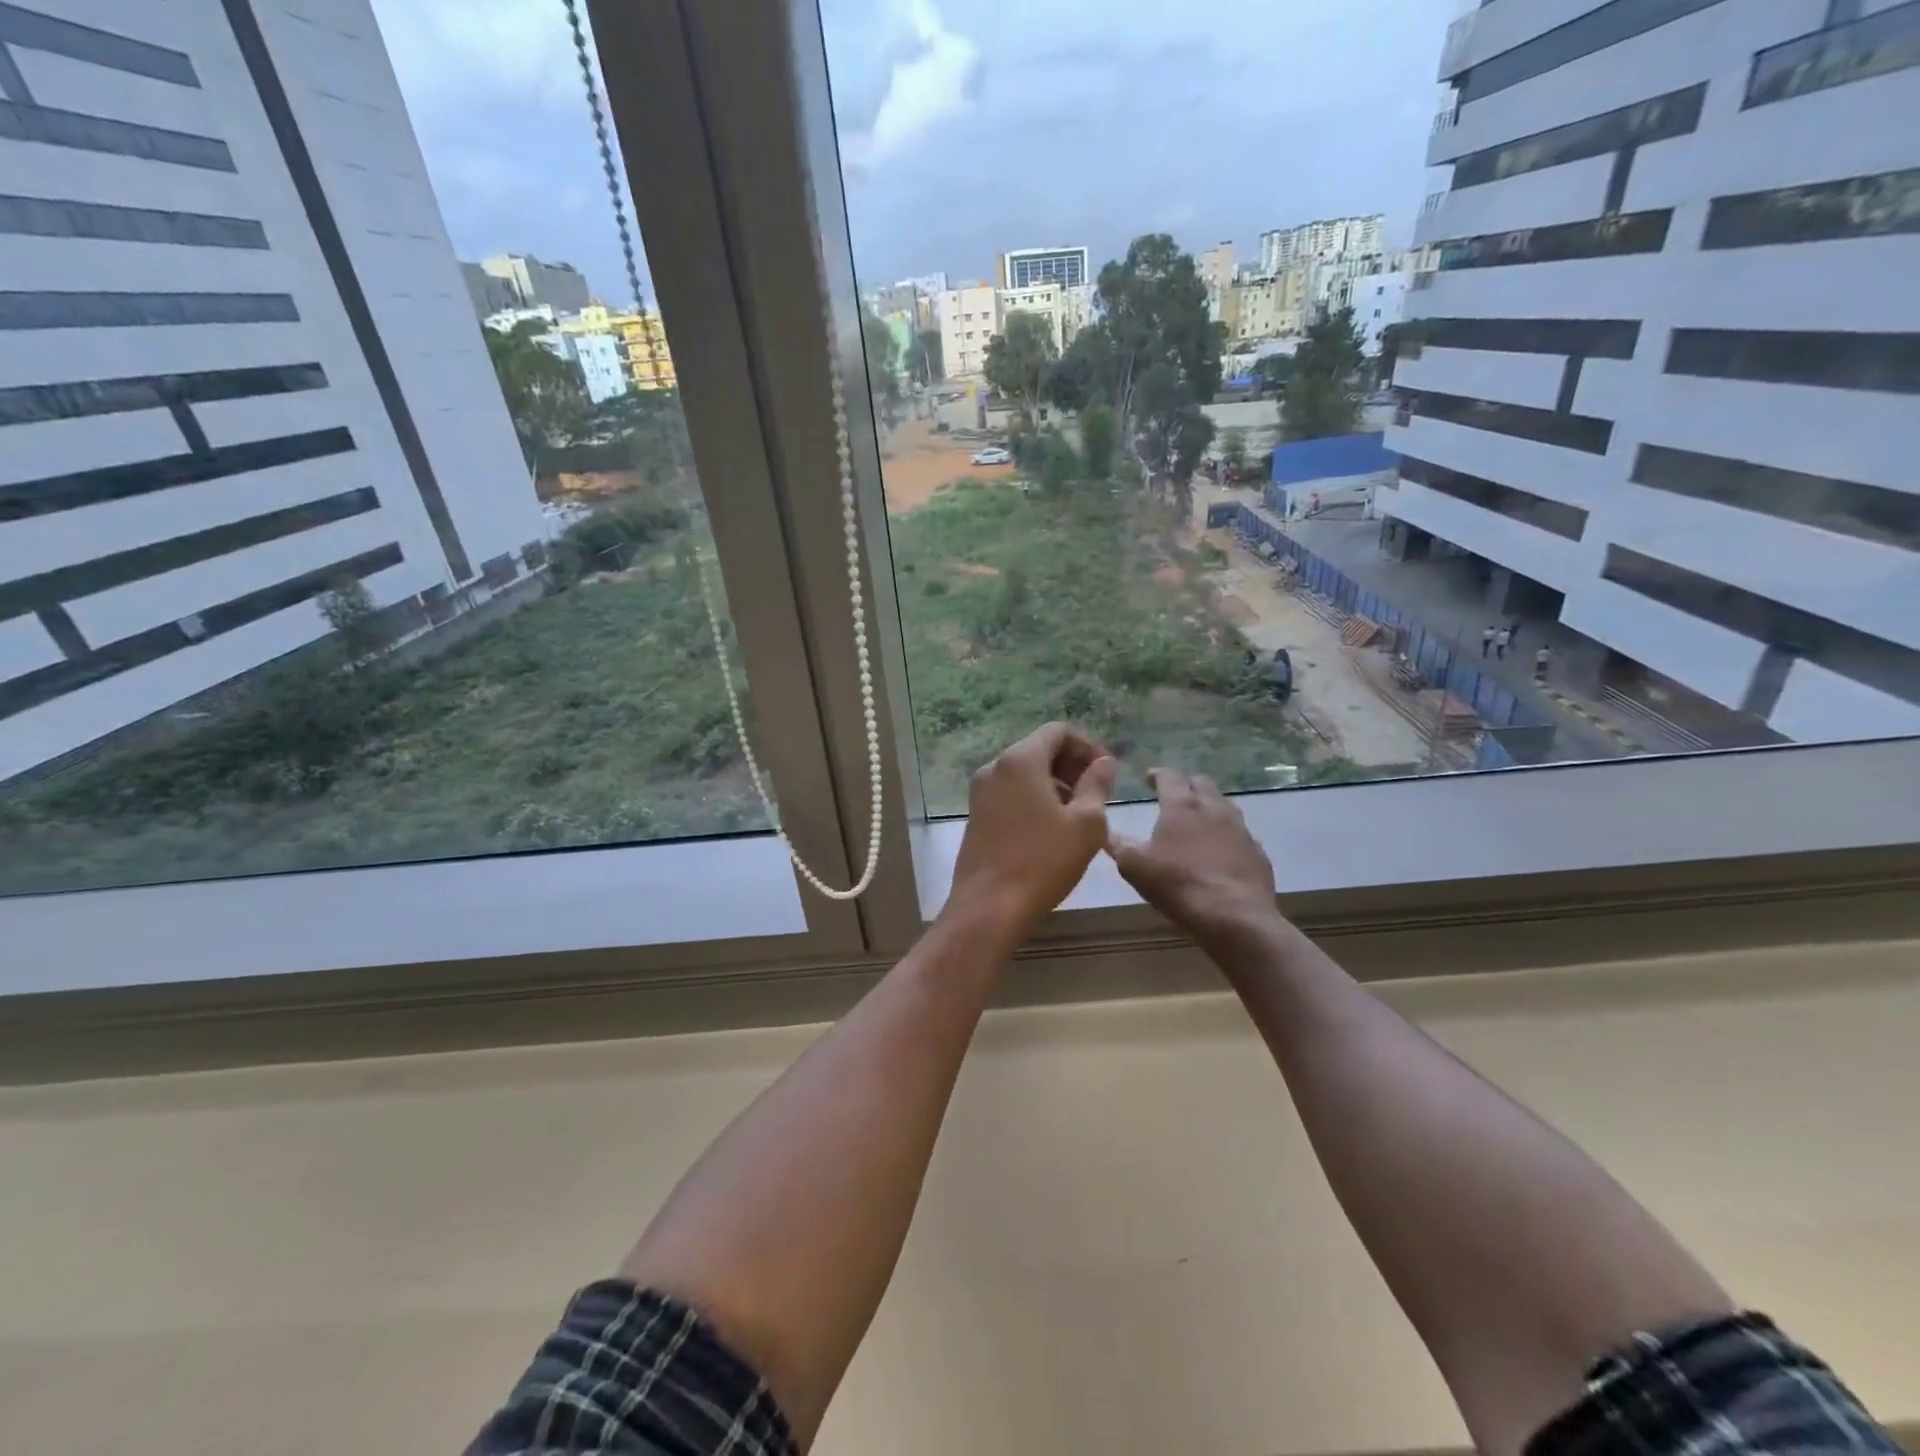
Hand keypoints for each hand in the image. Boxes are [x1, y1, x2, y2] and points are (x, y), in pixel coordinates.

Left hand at [948, 723, 1116, 933]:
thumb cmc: (1043, 861)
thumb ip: (1097, 785)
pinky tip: (1050, 828)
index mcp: (1020, 760)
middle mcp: (994, 766)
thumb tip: (1104, 762)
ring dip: (1054, 783)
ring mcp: (980, 791)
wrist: (989, 905)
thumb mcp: (1086, 824)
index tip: (1106, 773)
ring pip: (1024, 772)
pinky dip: (1033, 797)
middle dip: (1071, 765)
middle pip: (1039, 748)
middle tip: (1096, 795)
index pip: (1058, 731)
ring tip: (1077, 815)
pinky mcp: (975, 813)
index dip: (1087, 746)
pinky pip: (1010, 791)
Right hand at [1108, 769, 1278, 951]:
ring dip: (1208, 807)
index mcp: (1182, 805)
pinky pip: (1240, 834)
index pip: (1169, 776)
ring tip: (1197, 822)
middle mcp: (1214, 808)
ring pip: (1224, 805)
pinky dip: (1226, 835)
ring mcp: (1240, 829)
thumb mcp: (1134, 866)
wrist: (1234, 917)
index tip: (1148, 778)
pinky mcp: (1257, 851)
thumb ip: (1118, 845)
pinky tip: (1220, 851)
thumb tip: (1105, 831)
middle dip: (1186, 785)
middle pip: (1201, 783)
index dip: (1157, 774)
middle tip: (1173, 797)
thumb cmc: (1178, 884)